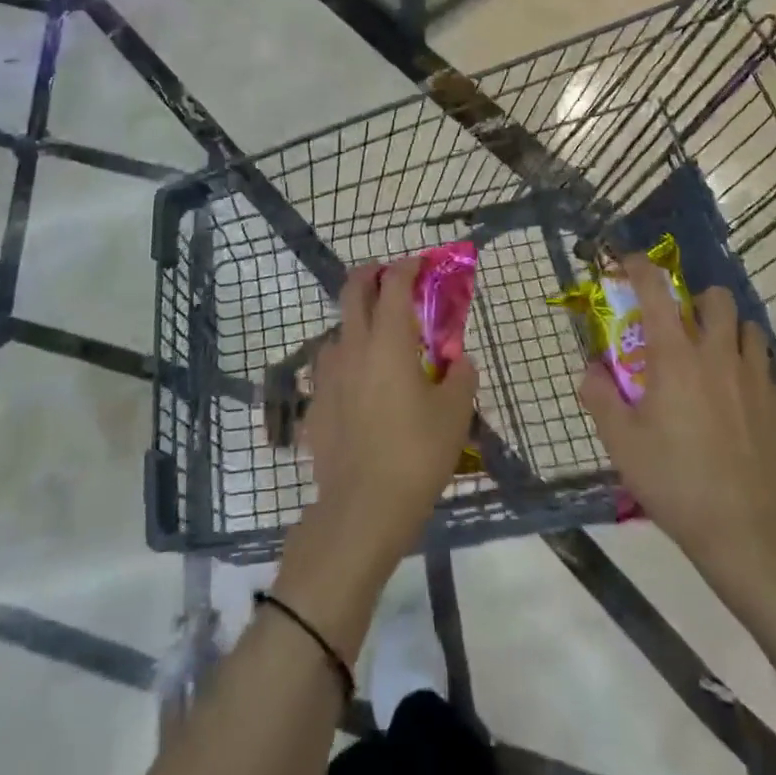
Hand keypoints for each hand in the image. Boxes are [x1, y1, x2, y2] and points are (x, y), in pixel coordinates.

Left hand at [301, 258, 478, 572]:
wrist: (361, 510)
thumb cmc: (415, 453)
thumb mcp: (454, 414)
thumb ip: (461, 377)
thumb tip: (459, 361)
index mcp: (388, 340)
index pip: (393, 284)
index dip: (407, 267)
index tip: (420, 264)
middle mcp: (352, 347)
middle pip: (351, 291)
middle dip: (370, 276)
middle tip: (388, 280)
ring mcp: (326, 376)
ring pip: (337, 332)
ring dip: (356, 324)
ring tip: (378, 346)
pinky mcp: (314, 406)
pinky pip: (329, 372)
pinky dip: (346, 367)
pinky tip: (360, 394)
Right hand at [579, 258, 775, 579]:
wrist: (747, 532)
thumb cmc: (675, 481)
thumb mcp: (621, 442)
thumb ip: (599, 397)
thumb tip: (591, 369)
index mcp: (676, 357)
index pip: (656, 291)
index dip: (640, 267)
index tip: (629, 262)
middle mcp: (718, 356)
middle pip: (717, 298)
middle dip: (697, 300)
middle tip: (682, 325)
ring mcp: (756, 379)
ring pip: (749, 329)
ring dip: (728, 331)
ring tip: (713, 358)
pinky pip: (765, 369)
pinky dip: (748, 370)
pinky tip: (737, 402)